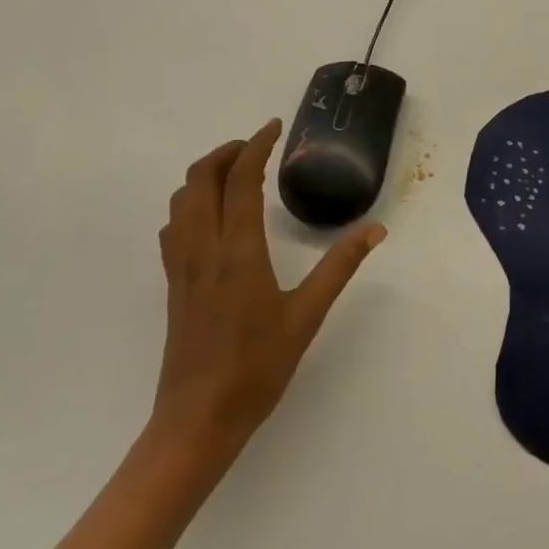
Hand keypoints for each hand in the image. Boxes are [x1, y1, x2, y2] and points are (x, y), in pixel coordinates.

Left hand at [151, 119, 386, 458]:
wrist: (197, 420)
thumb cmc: (257, 368)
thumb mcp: (307, 315)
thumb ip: (340, 267)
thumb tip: (375, 230)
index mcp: (238, 251)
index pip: (240, 180)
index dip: (255, 146)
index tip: (274, 127)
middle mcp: (203, 248)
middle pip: (200, 179)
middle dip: (226, 152)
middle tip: (257, 146)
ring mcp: (181, 267)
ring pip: (181, 200)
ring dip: (205, 174)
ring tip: (236, 172)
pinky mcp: (173, 285)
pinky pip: (174, 226)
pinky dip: (191, 203)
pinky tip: (212, 217)